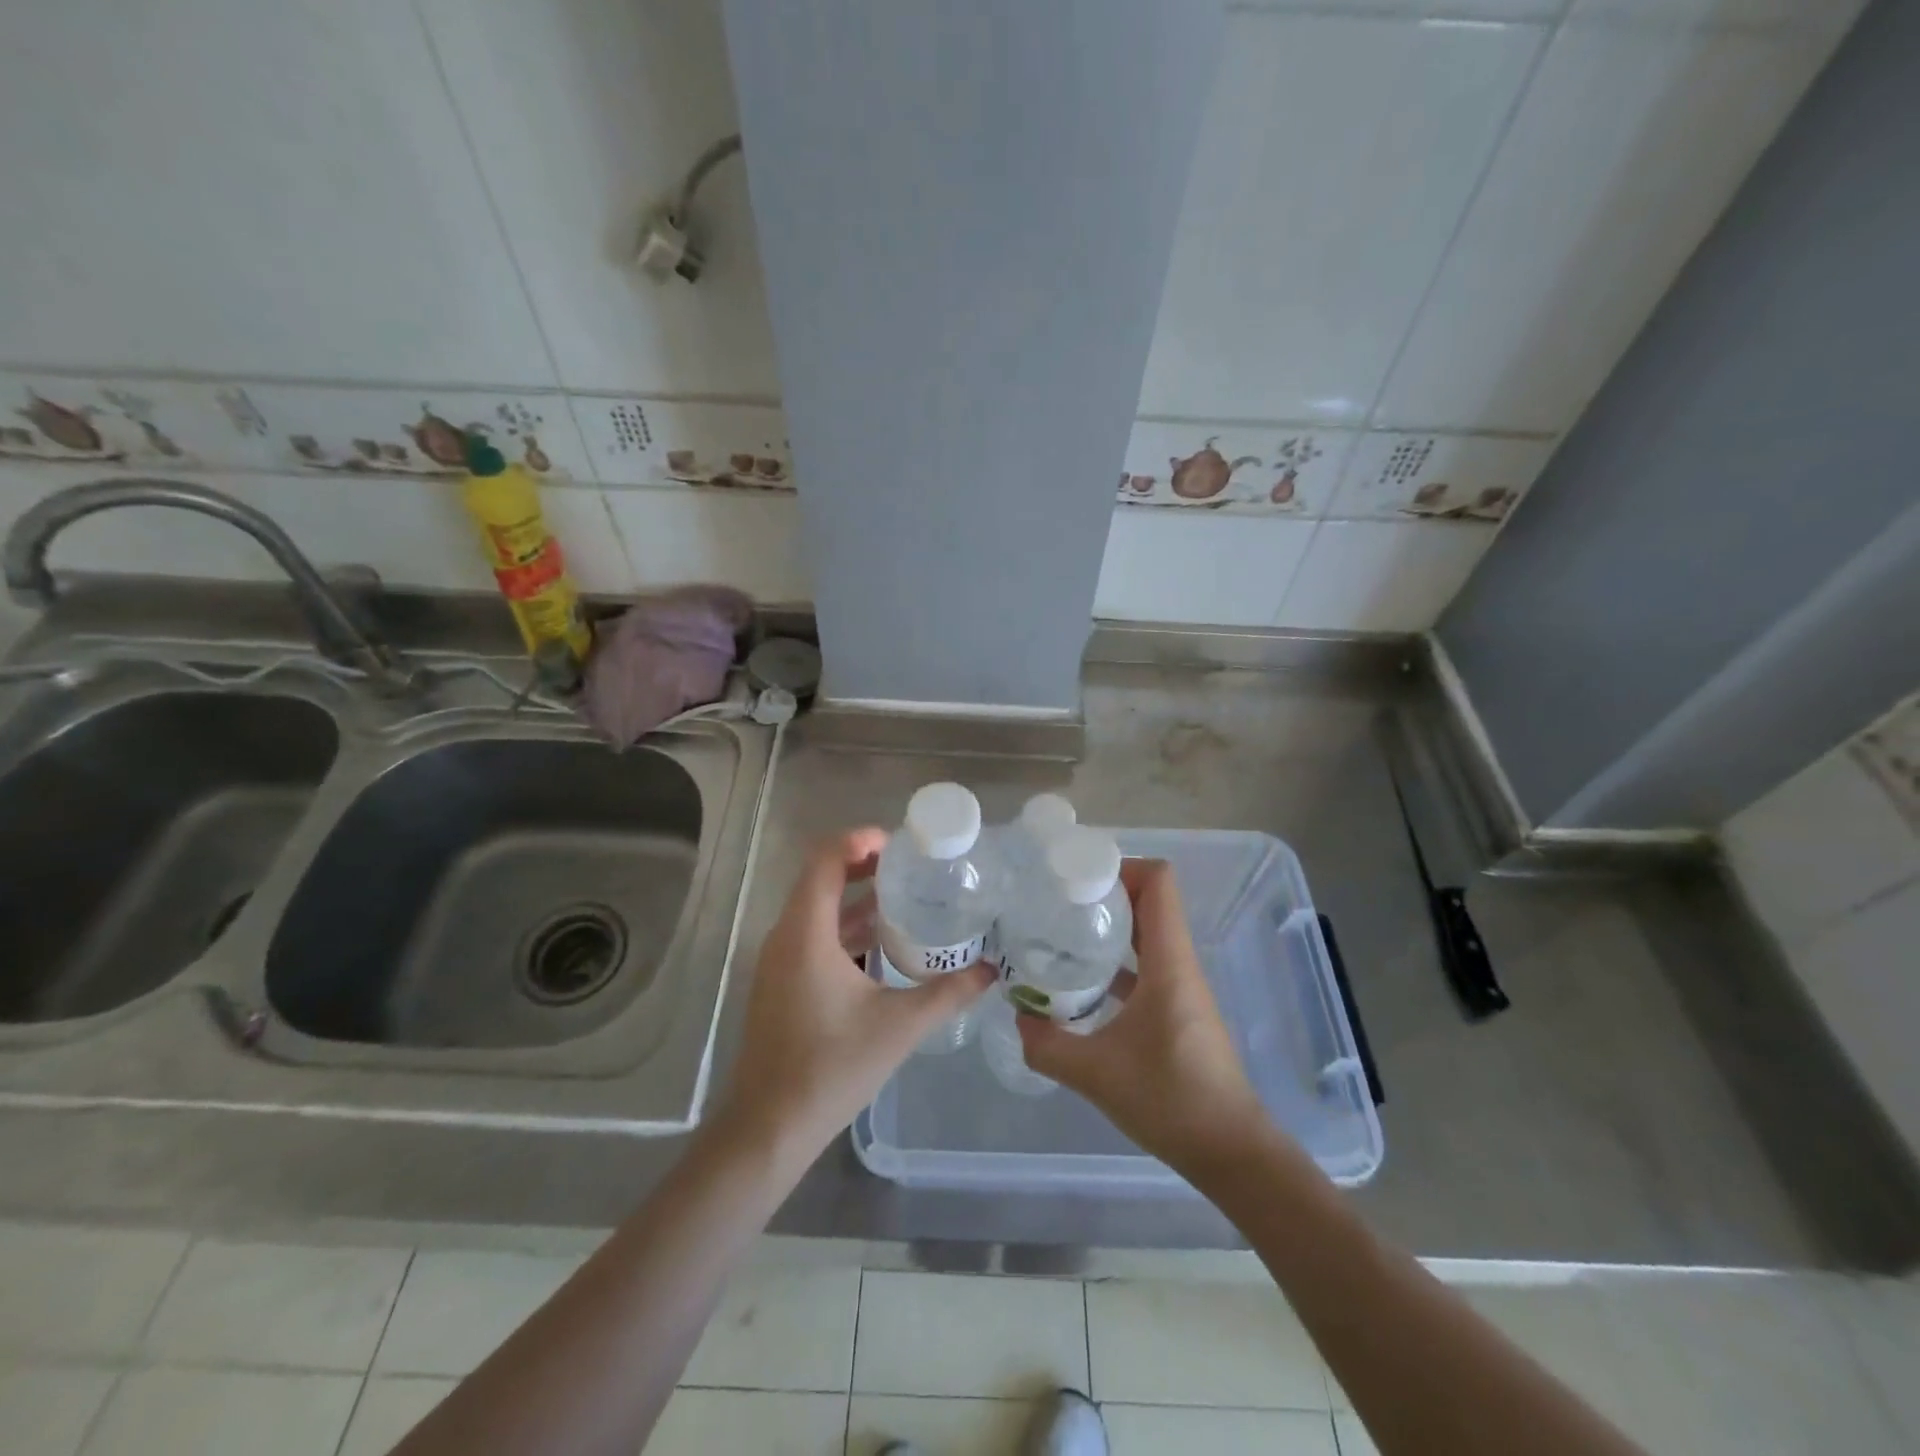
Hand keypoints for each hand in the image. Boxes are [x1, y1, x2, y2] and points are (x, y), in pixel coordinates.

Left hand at [717, 828, 994, 1165]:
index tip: (901, 845)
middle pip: (822, 878)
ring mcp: (779, 961)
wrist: (768, 1127)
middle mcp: (785, 936)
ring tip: (906, 899)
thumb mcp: (899, 1027)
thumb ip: (947, 993)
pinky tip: (882, 946)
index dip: (860, 841)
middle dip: (865, 865)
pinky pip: (813, 936)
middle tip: (912, 867)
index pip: (825, 859)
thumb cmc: (831, 1068)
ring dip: (857, 898)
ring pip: (817, 909)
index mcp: (806, 933)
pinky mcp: (781, 982)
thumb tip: (991, 970)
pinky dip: (846, 928)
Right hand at [1018, 858, 1269, 1171]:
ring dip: (1108, 927)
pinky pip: (1145, 965)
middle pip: (1149, 901)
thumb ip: (1047, 1045)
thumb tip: (1019, 1018)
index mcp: (1168, 962)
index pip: (1158, 882)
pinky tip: (1083, 983)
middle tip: (1056, 902)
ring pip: (1146, 934)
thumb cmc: (1170, 1100)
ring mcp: (1180, 987)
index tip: (1075, 878)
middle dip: (1104, 893)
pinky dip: (1116, 962)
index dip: (1120, 867)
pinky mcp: (1176, 1010)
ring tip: (1061, 933)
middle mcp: (1178, 963)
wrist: (1230, 1152)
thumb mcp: (1095, 1074)